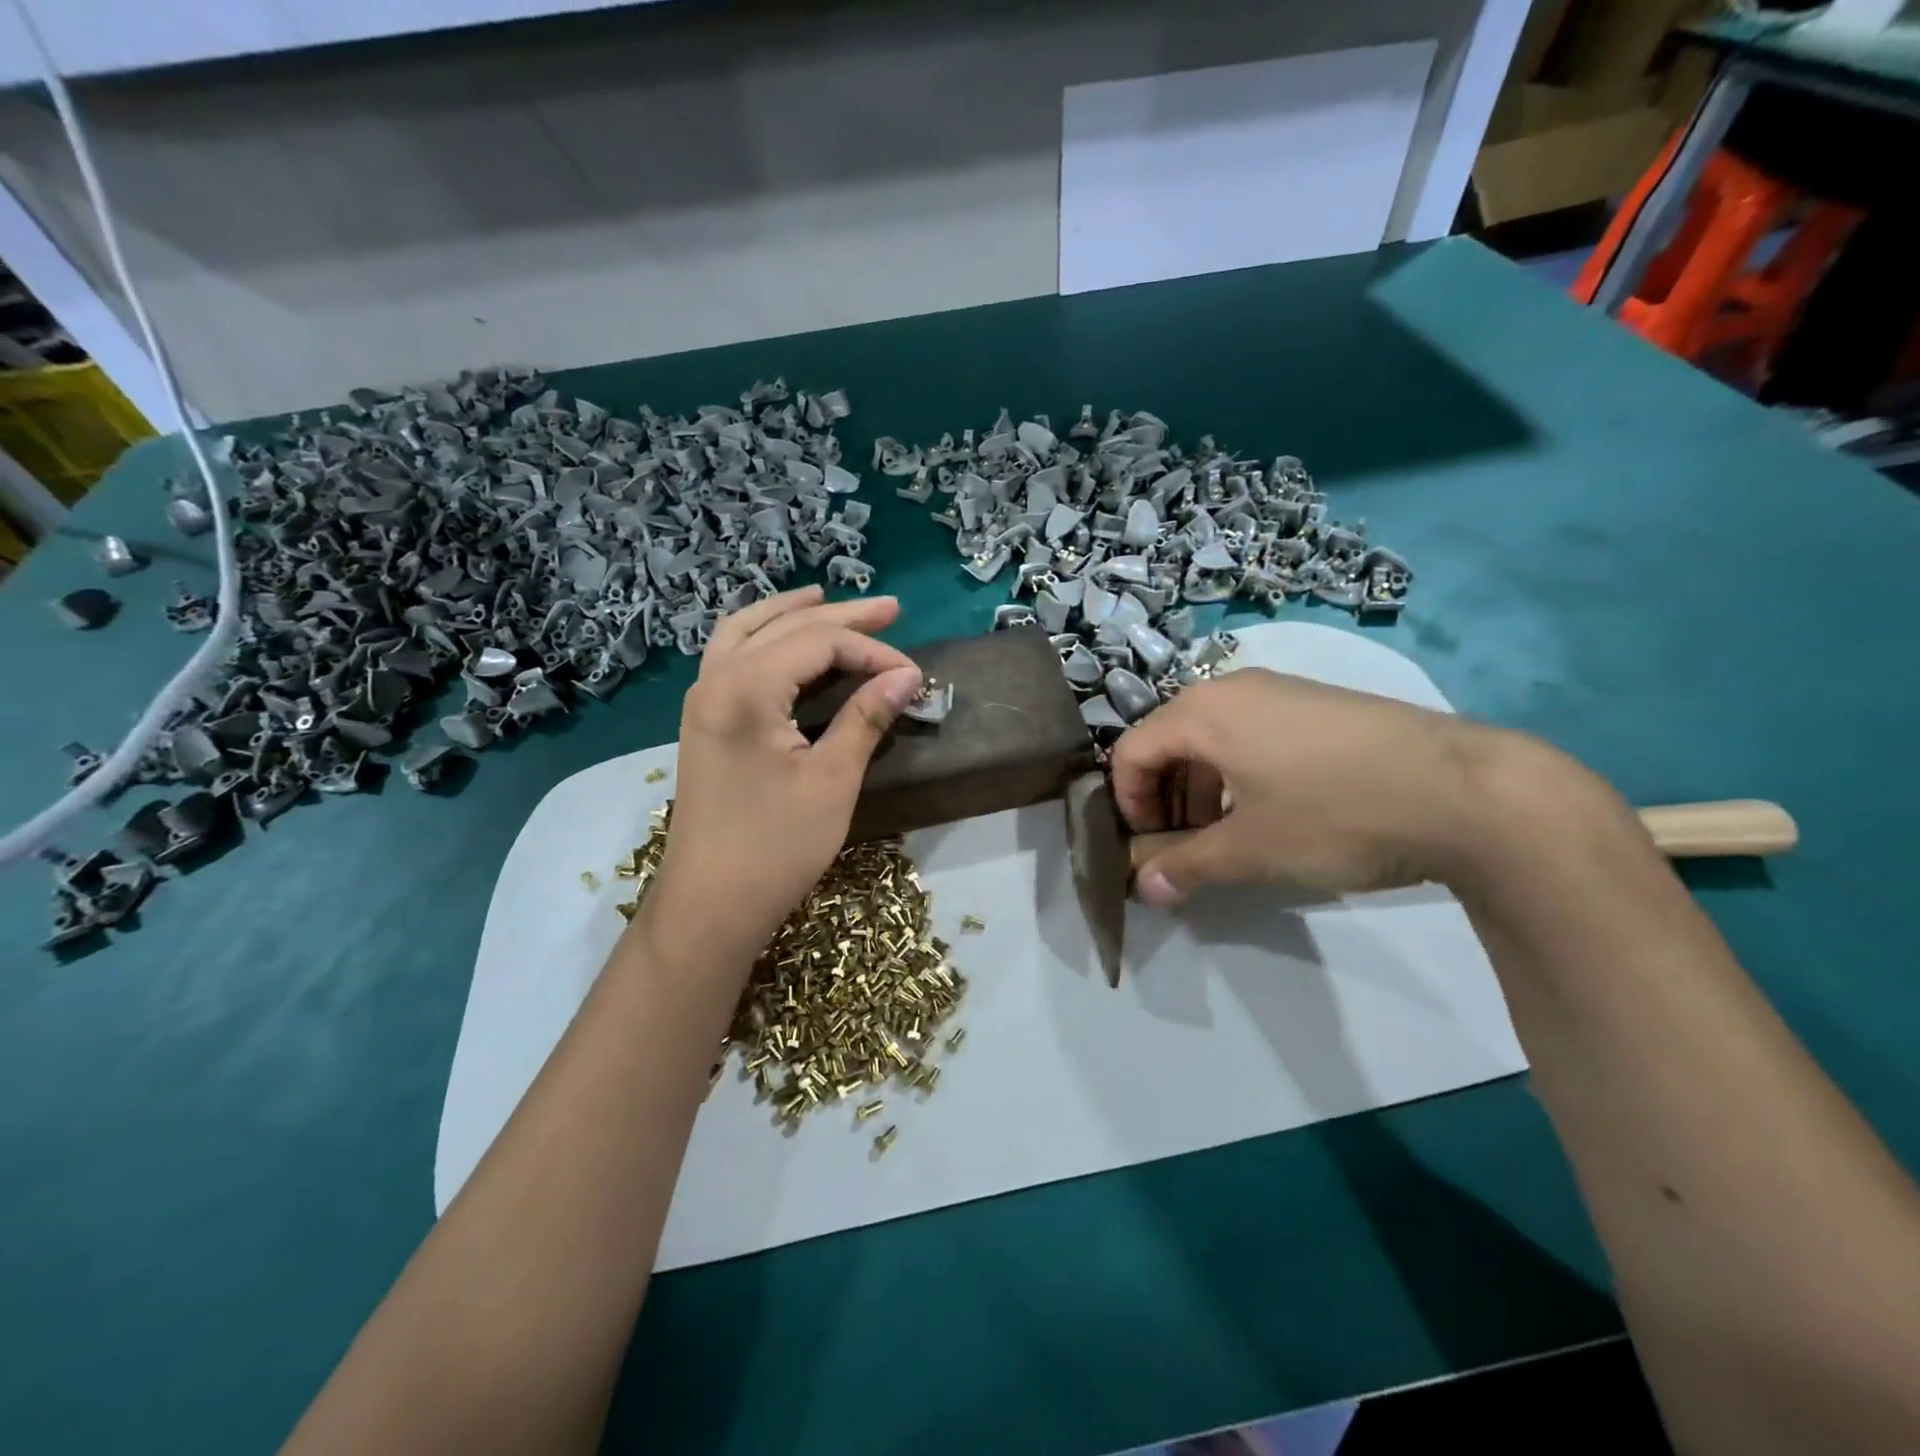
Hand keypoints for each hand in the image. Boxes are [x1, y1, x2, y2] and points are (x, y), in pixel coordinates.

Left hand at [645, 587, 922, 967]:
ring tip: (828, 600)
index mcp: (745, 688)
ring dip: (792, 614)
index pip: (819, 643)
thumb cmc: (775, 847)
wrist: (709, 905)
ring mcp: (702, 699)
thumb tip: (907, 675)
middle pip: (785, 627)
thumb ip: (866, 717)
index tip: (914, 674)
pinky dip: (762, 638)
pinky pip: (731, 656)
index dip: (872, 651)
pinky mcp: (703, 721)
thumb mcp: (832, 780)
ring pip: (748, 632)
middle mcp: (716, 679)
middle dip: (841, 617)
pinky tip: (784, 642)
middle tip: (891, 608)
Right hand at [1110, 668, 1515, 904]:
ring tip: (1230, 836)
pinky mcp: (1321, 704)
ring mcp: (1283, 691)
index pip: (1130, 752)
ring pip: (1214, 738)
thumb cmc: (1336, 814)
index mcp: (1203, 712)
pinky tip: (1277, 812)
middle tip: (1186, 847)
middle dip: (1165, 798)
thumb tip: (1144, 891)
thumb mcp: (1251, 850)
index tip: (1150, 848)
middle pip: (1169, 741)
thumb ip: (1186, 867)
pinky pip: (1255, 734)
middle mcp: (1235, 688)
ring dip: (1203, 789)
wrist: (1468, 791)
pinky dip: (1242, 774)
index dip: (1128, 804)